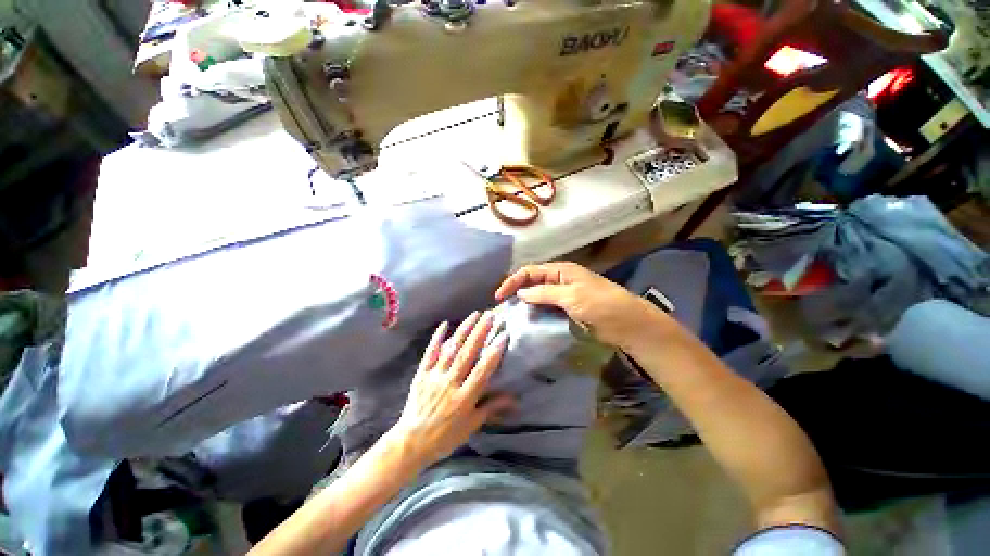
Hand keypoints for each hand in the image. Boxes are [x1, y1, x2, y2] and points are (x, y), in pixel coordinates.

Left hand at [389, 311, 514, 468]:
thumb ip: (491, 408)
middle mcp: (450, 383)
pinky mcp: (422, 374)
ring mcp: (434, 376)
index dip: (493, 352)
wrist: (411, 442)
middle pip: (467, 354)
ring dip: (463, 330)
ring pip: (451, 349)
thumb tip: (514, 399)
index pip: (482, 371)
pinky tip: (444, 324)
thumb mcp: (471, 425)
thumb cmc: (445, 436)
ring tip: (474, 315)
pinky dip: (437, 338)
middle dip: (479, 333)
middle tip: (490, 315)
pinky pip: (430, 353)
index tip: (503, 335)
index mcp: (464, 398)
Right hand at [495, 262, 668, 349]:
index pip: (530, 271)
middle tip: (502, 306)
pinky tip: (527, 320)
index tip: (499, 297)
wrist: (627, 324)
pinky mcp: (567, 309)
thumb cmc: (600, 304)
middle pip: (532, 281)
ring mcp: (563, 295)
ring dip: (524, 302)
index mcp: (560, 271)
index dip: (513, 281)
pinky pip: (546, 307)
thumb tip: (520, 293)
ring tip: (510, 314)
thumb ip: (544, 293)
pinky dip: (535, 312)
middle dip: (516, 290)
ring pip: (537, 295)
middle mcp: (559, 280)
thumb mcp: (571, 296)